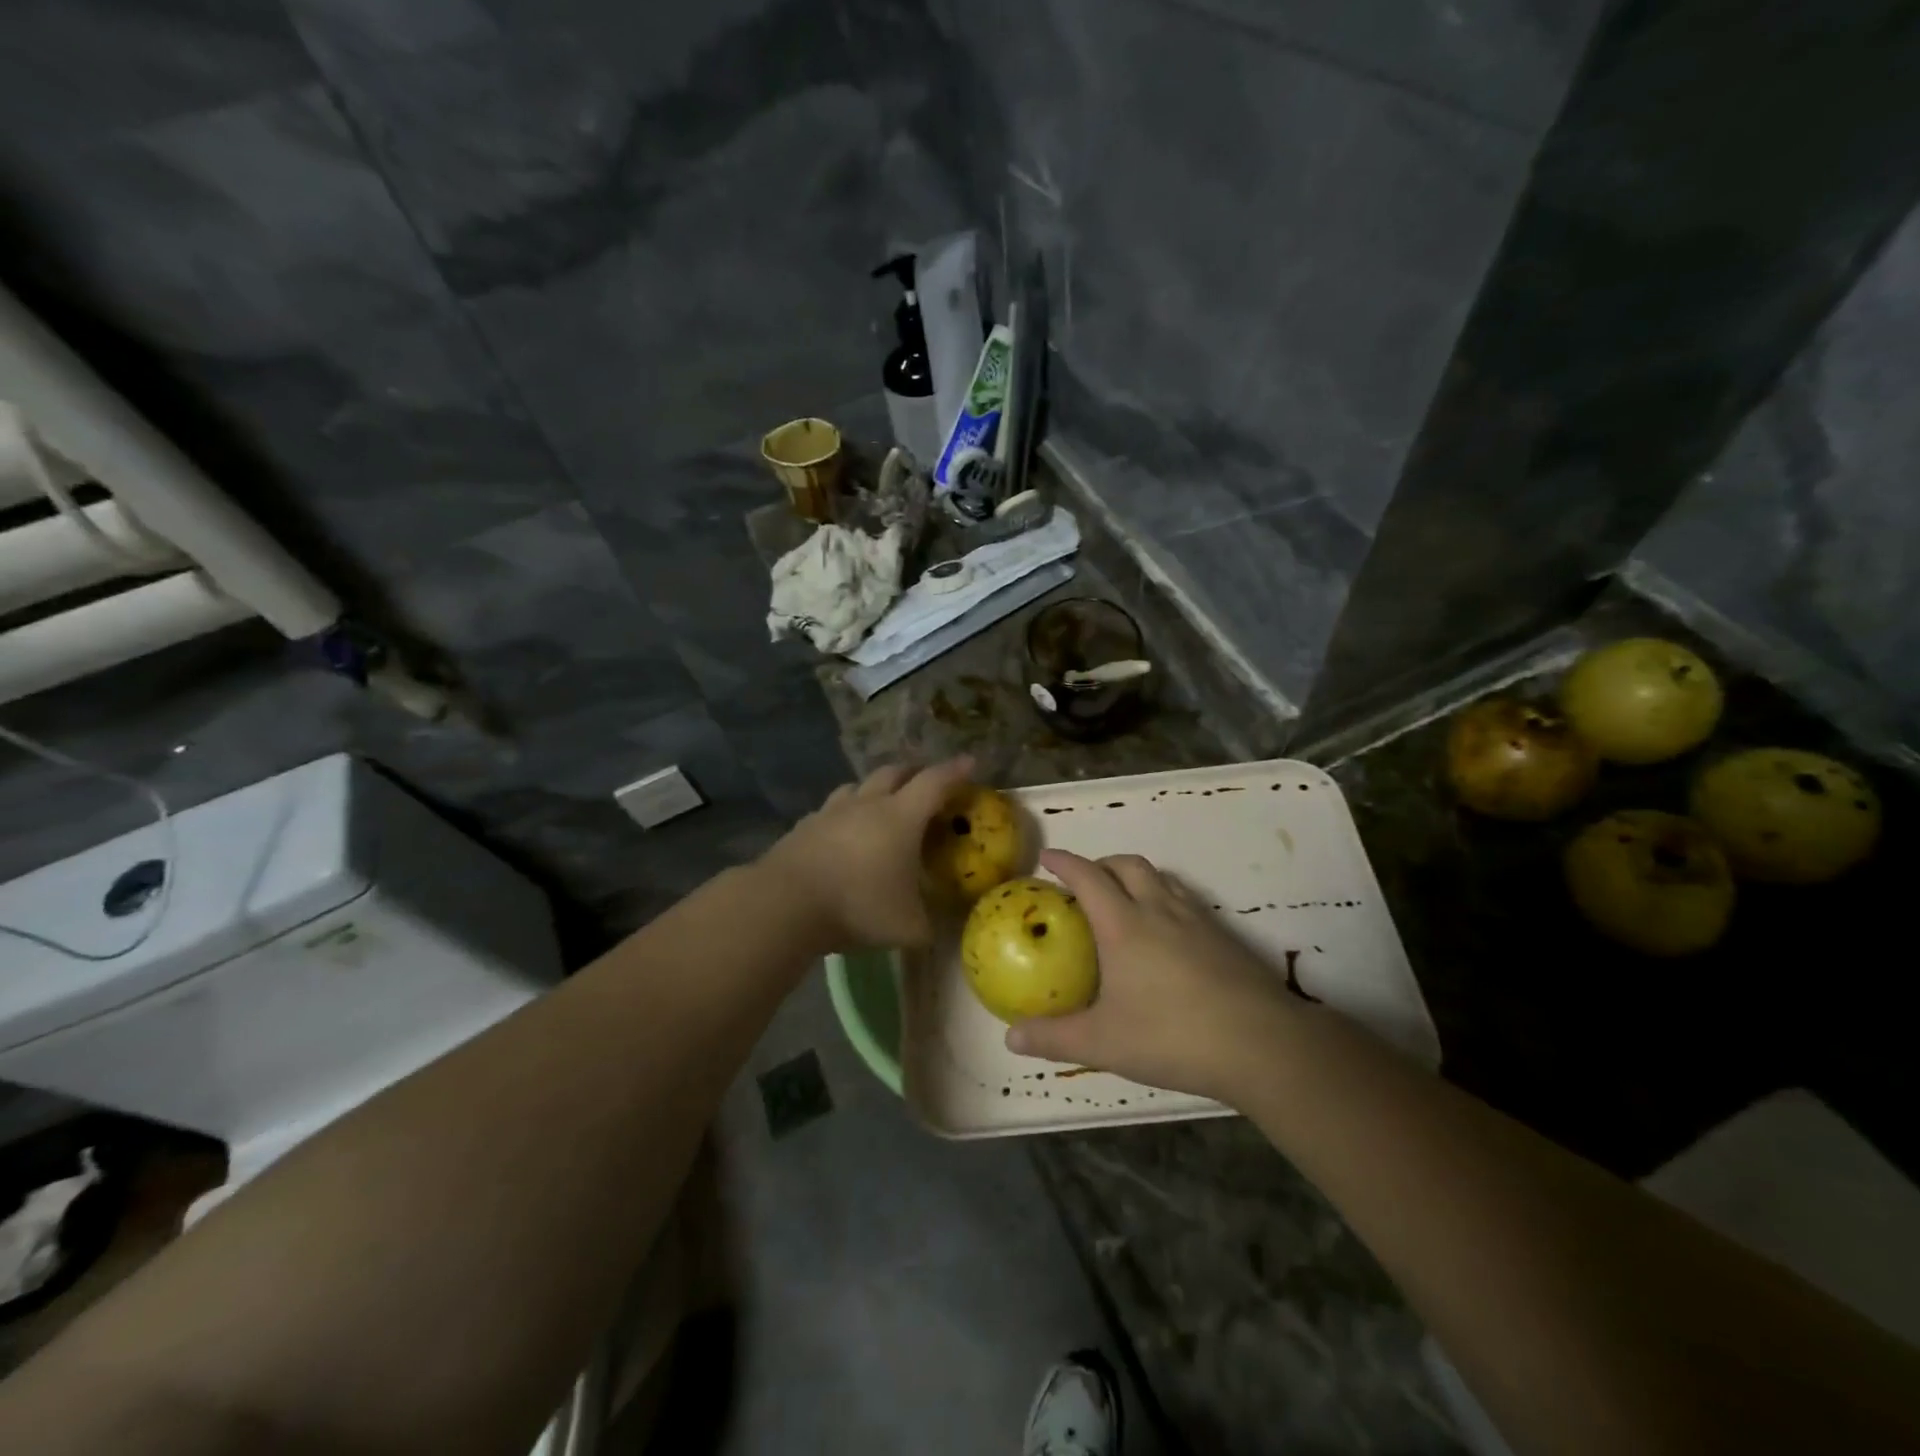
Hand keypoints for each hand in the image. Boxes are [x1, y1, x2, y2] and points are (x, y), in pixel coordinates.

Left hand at [760, 757, 974, 951]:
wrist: (785, 903)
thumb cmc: (858, 906)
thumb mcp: (907, 927)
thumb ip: (928, 926)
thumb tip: (935, 931)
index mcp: (901, 817)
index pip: (935, 782)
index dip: (955, 771)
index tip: (970, 763)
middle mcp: (867, 804)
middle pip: (895, 772)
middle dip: (915, 773)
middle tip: (927, 783)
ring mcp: (831, 812)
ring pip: (858, 786)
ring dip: (876, 788)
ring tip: (882, 803)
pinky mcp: (804, 826)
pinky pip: (830, 810)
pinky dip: (844, 814)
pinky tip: (842, 832)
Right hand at [1006, 849, 1299, 1102]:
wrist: (1261, 1045)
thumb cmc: (1172, 1036)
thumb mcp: (1103, 1043)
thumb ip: (1054, 1038)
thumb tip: (1011, 1038)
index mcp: (1124, 924)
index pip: (1088, 877)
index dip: (1065, 862)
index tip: (1047, 857)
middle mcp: (1159, 910)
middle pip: (1128, 865)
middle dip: (1102, 863)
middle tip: (1085, 881)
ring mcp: (1197, 920)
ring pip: (1162, 878)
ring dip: (1137, 877)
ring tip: (1125, 900)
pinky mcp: (1225, 937)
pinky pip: (1187, 900)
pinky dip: (1166, 898)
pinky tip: (1168, 934)